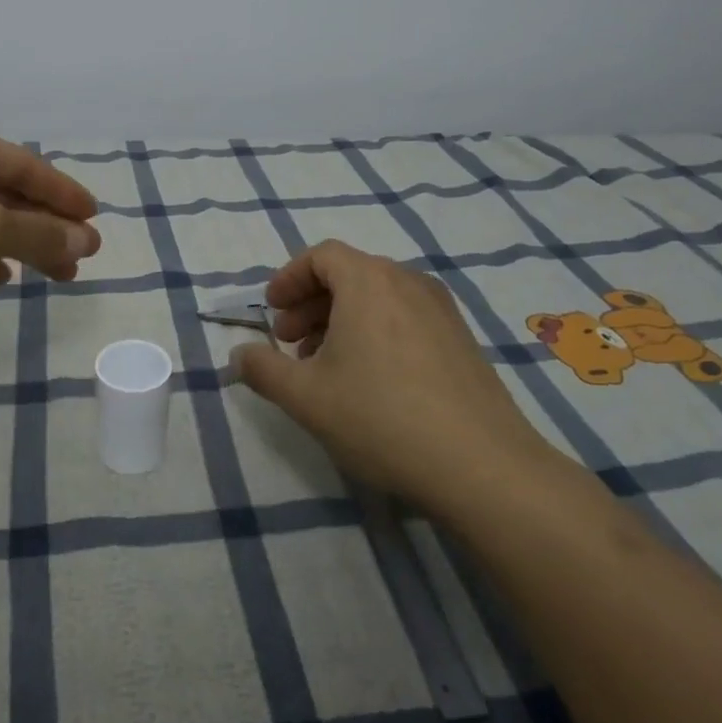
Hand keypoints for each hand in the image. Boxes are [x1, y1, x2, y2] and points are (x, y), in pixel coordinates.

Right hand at [232, 241, 559, 508]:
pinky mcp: (462, 340)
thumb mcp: (305, 397)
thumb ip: (263, 369)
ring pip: (378, 298)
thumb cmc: (381, 417)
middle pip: (349, 274)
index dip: (288, 279)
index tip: (271, 311)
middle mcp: (408, 282)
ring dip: (341, 320)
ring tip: (324, 365)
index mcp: (369, 281)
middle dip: (310, 303)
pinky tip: (369, 380)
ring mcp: (442, 311)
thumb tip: (239, 356)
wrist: (482, 466)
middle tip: (289, 342)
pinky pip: (405, 318)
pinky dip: (375, 332)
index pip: (321, 256)